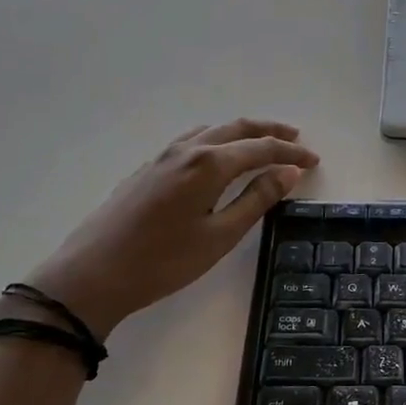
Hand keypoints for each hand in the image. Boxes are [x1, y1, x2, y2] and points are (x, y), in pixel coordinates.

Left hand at [21, 119, 319, 338]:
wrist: (92, 275)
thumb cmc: (163, 261)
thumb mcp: (220, 236)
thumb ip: (257, 200)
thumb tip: (289, 171)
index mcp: (209, 164)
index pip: (260, 148)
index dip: (290, 152)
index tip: (313, 160)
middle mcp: (187, 150)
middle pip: (236, 128)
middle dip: (269, 131)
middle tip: (295, 138)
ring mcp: (163, 157)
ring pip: (212, 131)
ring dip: (242, 133)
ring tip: (262, 143)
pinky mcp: (147, 169)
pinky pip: (192, 141)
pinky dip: (217, 140)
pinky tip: (217, 156)